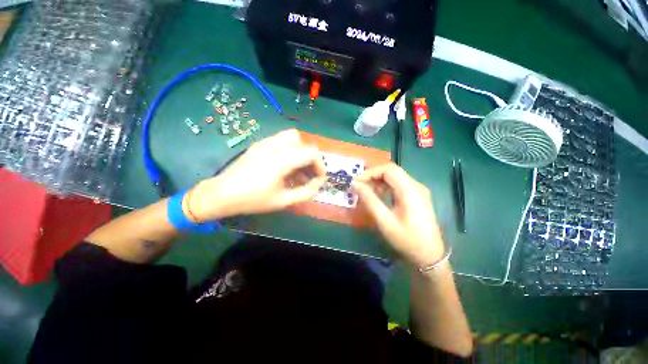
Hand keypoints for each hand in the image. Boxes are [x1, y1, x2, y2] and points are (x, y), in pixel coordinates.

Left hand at [185, 129, 325, 220]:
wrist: (221, 194)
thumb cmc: (253, 200)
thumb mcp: (283, 201)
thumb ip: (306, 192)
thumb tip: (318, 184)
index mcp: (282, 160)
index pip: (311, 153)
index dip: (320, 165)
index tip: (318, 179)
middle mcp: (275, 146)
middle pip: (304, 144)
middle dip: (311, 160)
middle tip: (309, 175)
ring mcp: (266, 142)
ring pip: (293, 138)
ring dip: (301, 152)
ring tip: (298, 170)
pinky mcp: (259, 144)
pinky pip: (282, 140)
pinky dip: (290, 150)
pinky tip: (284, 166)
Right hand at [352, 163, 444, 267]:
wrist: (429, 256)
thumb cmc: (406, 239)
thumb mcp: (384, 220)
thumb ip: (369, 200)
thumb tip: (355, 184)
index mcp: (410, 190)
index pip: (388, 169)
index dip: (370, 172)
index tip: (357, 182)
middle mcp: (416, 186)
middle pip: (392, 171)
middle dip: (373, 176)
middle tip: (359, 186)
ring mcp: (418, 191)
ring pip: (395, 177)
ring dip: (378, 181)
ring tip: (365, 191)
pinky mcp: (416, 196)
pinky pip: (398, 185)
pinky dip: (385, 187)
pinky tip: (378, 196)